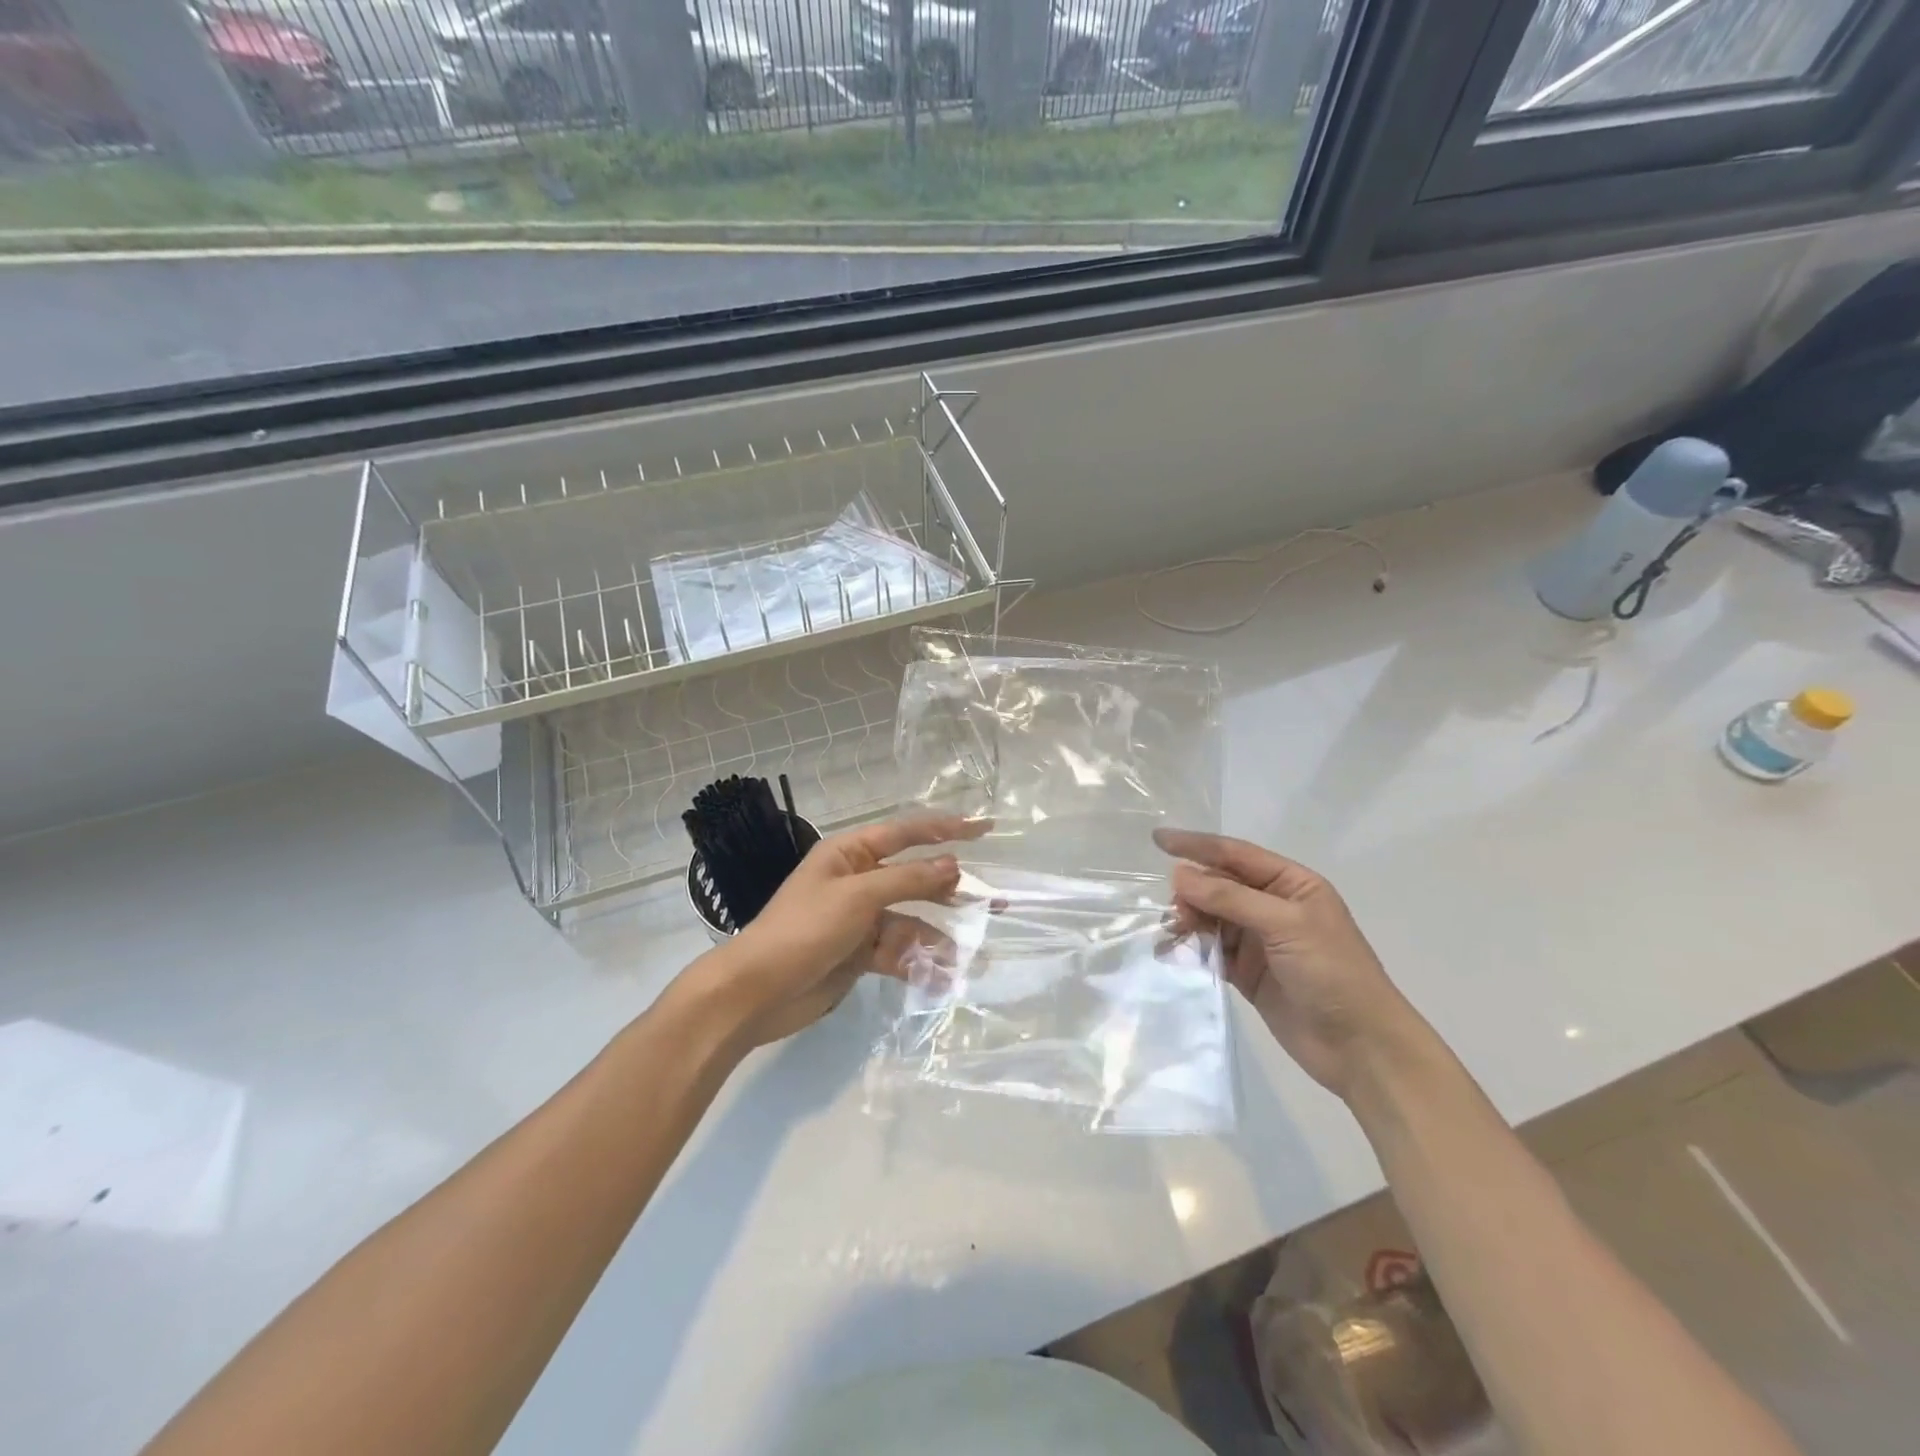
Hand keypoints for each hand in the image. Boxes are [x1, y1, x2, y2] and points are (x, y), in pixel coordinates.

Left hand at [694, 815, 977, 1048]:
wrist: (757, 992)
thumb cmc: (804, 930)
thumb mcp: (857, 897)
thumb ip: (907, 880)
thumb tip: (953, 865)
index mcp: (850, 853)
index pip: (907, 832)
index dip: (947, 828)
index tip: (985, 828)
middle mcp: (858, 880)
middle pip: (914, 878)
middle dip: (950, 890)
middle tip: (994, 900)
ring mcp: (860, 919)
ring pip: (911, 920)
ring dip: (937, 937)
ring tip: (970, 953)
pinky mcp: (860, 953)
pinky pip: (898, 951)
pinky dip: (917, 962)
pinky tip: (940, 977)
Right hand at [1156, 829, 1412, 1099]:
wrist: (1361, 1047)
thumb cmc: (1332, 972)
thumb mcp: (1284, 924)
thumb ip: (1230, 898)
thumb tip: (1179, 874)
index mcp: (1291, 884)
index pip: (1235, 854)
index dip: (1196, 845)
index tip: (1158, 839)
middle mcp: (1273, 906)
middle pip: (1219, 886)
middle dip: (1192, 891)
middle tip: (1174, 910)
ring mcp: (1259, 941)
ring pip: (1211, 918)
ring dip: (1189, 920)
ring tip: (1172, 933)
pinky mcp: (1247, 972)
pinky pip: (1211, 950)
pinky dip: (1192, 949)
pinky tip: (1172, 952)